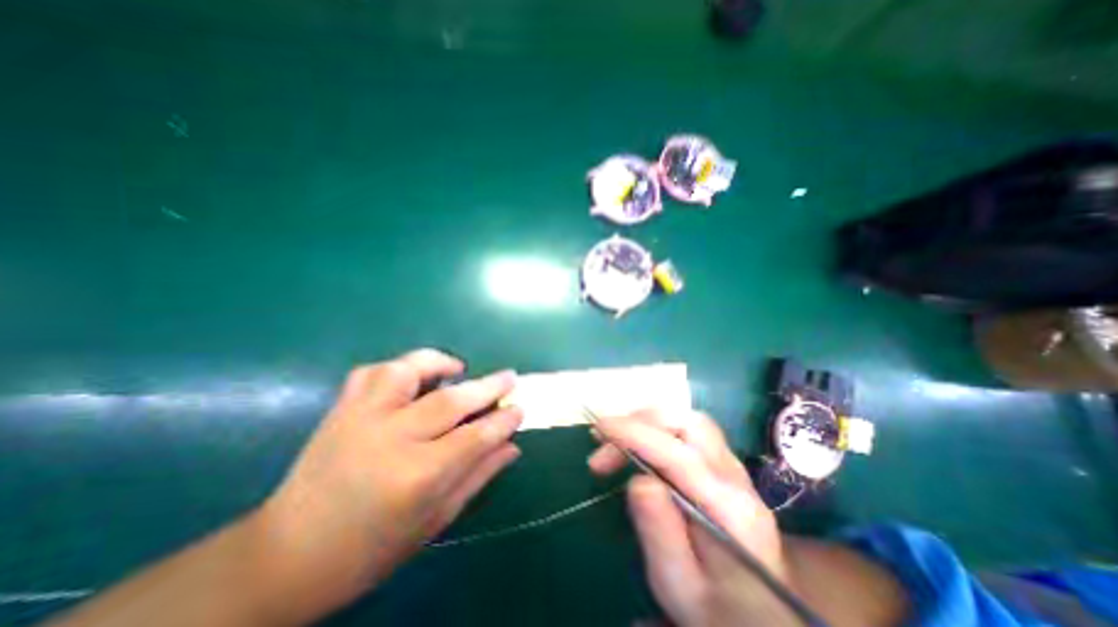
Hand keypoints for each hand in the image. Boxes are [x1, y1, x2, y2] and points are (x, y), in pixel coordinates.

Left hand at [249, 349, 522, 623]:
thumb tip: (513, 444)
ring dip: (439, 363)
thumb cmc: (371, 548)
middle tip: (509, 377)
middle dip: (488, 386)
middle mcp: (390, 439)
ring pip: (407, 371)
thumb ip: (478, 475)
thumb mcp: (435, 520)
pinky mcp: (342, 409)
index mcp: (416, 477)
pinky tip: (414, 377)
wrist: (287, 556)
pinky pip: (373, 372)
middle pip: (451, 401)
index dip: (503, 420)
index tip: (519, 408)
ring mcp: (362, 418)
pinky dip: (400, 366)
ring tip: (457, 369)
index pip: (476, 437)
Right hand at [589, 412, 797, 626]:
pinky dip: (658, 427)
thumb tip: (637, 480)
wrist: (761, 614)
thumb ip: (660, 532)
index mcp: (729, 510)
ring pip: (688, 420)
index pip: (678, 454)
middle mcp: (734, 477)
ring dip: (648, 422)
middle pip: (687, 424)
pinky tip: (640, 443)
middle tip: (605, 441)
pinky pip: (688, 430)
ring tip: (617, 440)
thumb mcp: (678, 584)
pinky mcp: (723, 463)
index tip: (601, 428)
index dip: (636, 434)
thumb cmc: (716, 607)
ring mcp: (732, 466)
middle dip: (640, 423)